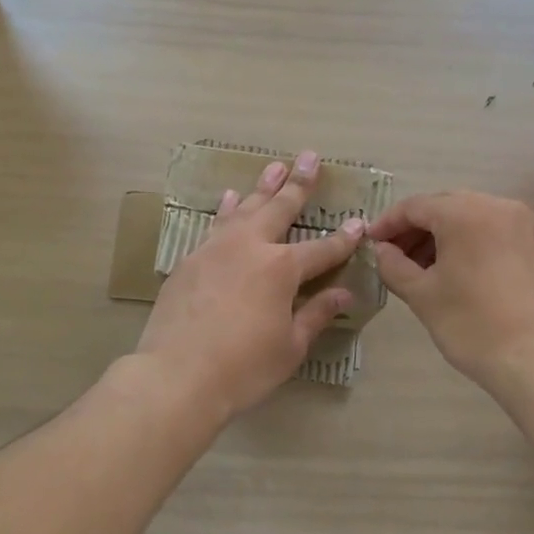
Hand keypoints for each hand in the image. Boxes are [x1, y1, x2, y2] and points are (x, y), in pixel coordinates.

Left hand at [136, 152, 364, 416]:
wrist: (175, 375)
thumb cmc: (242, 368)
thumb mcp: (290, 347)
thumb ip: (316, 314)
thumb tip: (343, 294)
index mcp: (281, 268)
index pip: (321, 249)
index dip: (343, 239)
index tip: (358, 223)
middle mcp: (250, 247)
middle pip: (280, 208)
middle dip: (299, 183)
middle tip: (310, 157)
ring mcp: (215, 249)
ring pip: (245, 208)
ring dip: (262, 186)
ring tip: (275, 166)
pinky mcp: (190, 260)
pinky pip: (215, 225)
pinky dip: (227, 209)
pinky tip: (231, 198)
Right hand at [369, 191, 533, 390]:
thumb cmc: (471, 324)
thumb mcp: (421, 294)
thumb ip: (393, 265)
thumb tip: (381, 251)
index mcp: (464, 212)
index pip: (414, 206)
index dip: (387, 223)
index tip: (369, 243)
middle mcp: (494, 205)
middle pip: (442, 206)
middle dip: (413, 229)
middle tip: (390, 255)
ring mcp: (517, 222)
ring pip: (465, 216)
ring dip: (437, 235)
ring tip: (415, 266)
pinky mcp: (530, 241)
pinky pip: (486, 228)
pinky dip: (462, 240)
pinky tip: (447, 268)